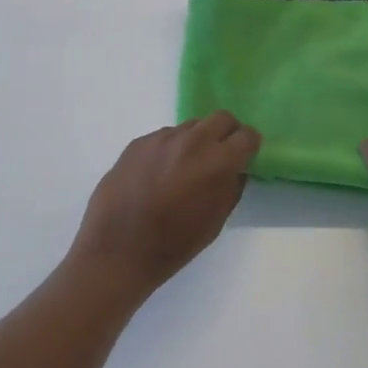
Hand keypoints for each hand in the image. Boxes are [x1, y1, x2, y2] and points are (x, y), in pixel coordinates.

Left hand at [69, 112, 260, 296]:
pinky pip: (164, 137)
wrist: (117, 250)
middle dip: (227, 133)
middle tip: (221, 154)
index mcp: (217, 161)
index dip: (249, 145)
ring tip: (185, 168)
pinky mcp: (139, 142)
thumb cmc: (173, 244)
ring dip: (197, 140)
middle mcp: (192, 140)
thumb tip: (235, 169)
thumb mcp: (215, 222)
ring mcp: (162, 138)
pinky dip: (170, 149)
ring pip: (191, 126)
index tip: (246, 155)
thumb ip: (231, 188)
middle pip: (221, 118)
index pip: (246, 135)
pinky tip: (158, 174)